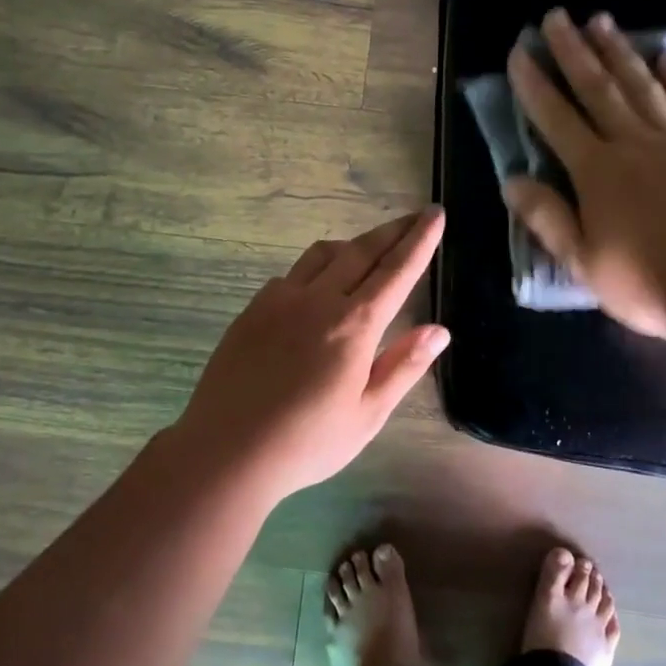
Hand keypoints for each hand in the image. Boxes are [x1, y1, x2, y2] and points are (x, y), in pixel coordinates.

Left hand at [173, 209, 448, 495]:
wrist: (226, 451)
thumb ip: (403, 366)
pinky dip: (316, 269)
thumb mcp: (367, 415)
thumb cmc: (307, 442)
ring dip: (352, 244)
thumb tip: (439, 330)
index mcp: (354, 325)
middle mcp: (318, 300)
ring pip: (323, 254)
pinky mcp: (253, 309)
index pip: (397, 270)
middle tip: (414, 216)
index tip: (435, 214)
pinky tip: (316, 289)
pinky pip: (292, 274)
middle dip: (393, 231)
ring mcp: (280, 300)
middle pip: (362, 250)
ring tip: (368, 250)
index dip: (420, 240)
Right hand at [504, 8, 665, 342]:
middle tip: (556, 16)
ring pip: (642, 84)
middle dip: (573, 50)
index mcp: (596, 170)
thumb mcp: (582, 261)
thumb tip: (511, 180)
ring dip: (619, 51)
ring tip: (601, 21)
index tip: (519, 51)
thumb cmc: (646, 281)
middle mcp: (633, 142)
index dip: (534, 84)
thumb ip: (546, 217)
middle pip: (597, 87)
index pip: (555, 117)